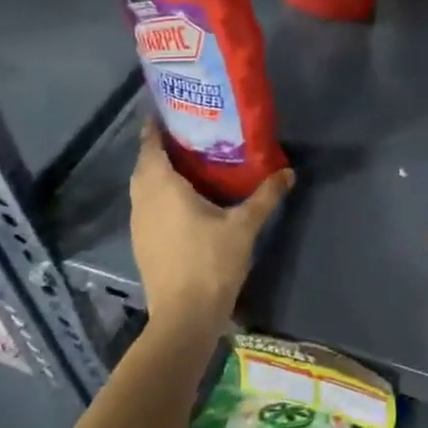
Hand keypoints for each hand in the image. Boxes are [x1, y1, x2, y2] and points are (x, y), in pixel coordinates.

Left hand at [129, 119, 292, 337]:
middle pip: (144, 164)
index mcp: (162, 187)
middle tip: (189, 135)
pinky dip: (159, 194)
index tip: (171, 111)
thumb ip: (265, 196)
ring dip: (158, 172)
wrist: (184, 317)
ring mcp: (138, 224)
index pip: (151, 146)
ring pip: (143, 187)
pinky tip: (183, 200)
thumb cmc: (211, 262)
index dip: (156, 127)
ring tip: (188, 163)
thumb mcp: (244, 226)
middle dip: (160, 148)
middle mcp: (143, 200)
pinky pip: (146, 205)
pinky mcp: (142, 243)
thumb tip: (288, 172)